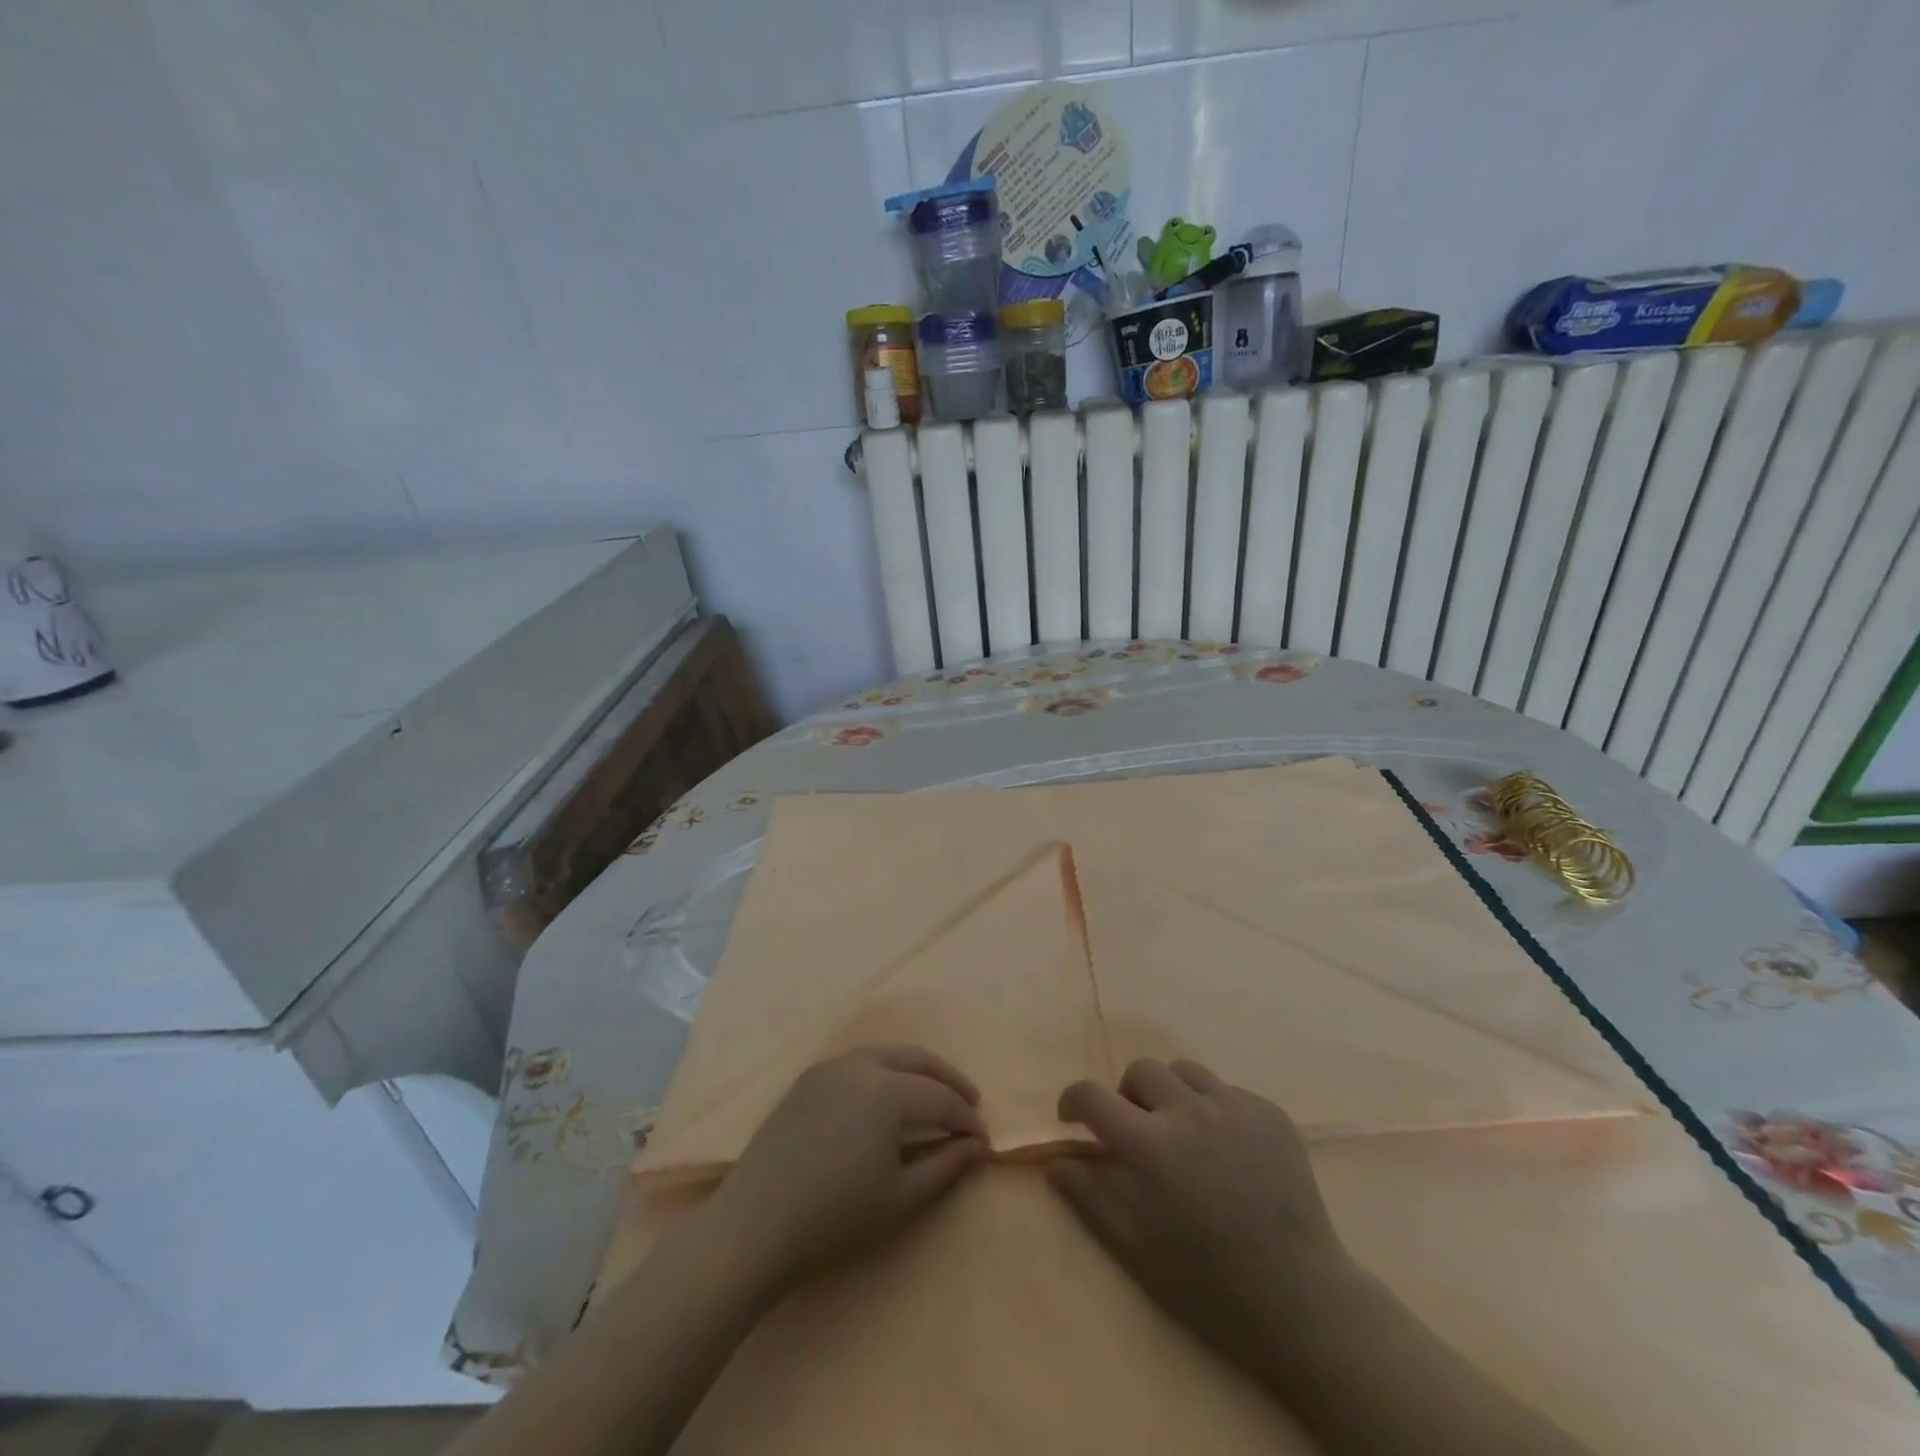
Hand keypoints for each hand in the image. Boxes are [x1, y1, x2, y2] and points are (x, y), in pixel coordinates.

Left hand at [703, 1045, 987, 1296]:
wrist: (753, 1225)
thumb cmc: (834, 1218)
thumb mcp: (899, 1197)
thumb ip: (945, 1166)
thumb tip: (977, 1147)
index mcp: (887, 1089)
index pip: (941, 1097)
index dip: (966, 1119)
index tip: (984, 1142)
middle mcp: (861, 1064)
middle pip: (917, 1059)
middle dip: (948, 1079)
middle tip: (970, 1103)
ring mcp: (830, 1067)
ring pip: (886, 1055)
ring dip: (916, 1071)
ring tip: (933, 1097)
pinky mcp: (808, 1079)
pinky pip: (858, 1064)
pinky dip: (884, 1073)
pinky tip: (887, 1100)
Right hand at [1048, 1058, 1358, 1374]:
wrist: (1303, 1300)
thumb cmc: (1209, 1284)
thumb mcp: (1135, 1249)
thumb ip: (1089, 1197)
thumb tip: (1056, 1162)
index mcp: (1151, 1145)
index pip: (1093, 1096)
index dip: (1073, 1100)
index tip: (1073, 1118)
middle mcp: (1188, 1110)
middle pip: (1139, 1071)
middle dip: (1127, 1097)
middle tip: (1137, 1133)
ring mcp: (1233, 1106)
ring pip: (1183, 1072)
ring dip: (1170, 1094)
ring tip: (1182, 1134)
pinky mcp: (1268, 1111)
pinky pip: (1226, 1090)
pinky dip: (1213, 1109)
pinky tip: (1227, 1152)